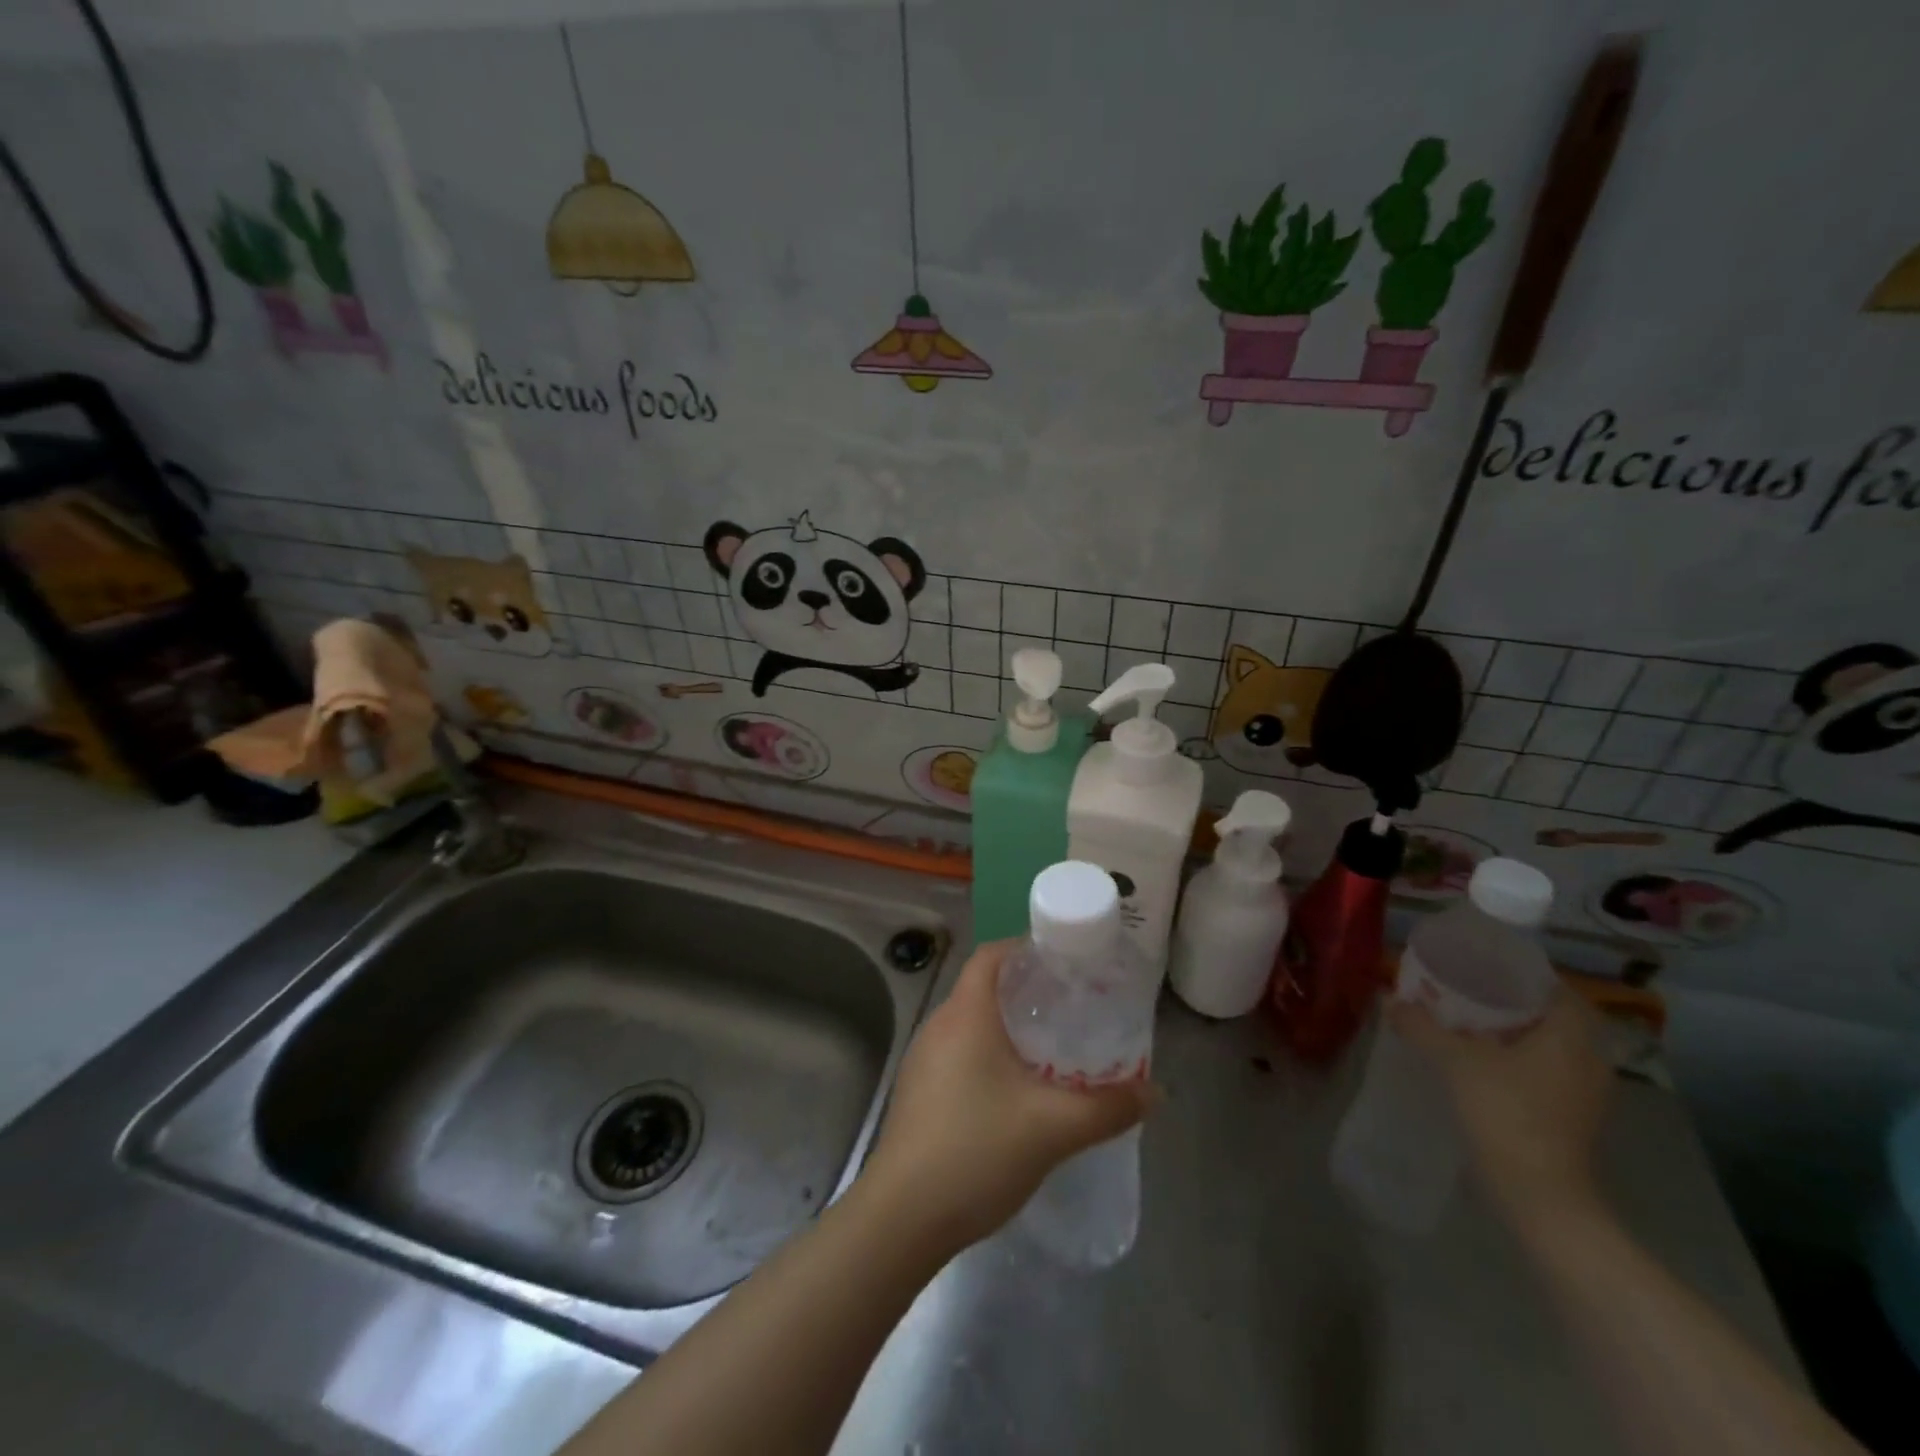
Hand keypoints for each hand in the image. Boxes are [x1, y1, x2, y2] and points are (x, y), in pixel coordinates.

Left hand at [862, 940, 1155, 1254]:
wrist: (902, 1217)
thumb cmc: (976, 1150)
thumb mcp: (1053, 1128)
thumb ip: (1107, 1107)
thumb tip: (1155, 1093)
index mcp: (966, 1013)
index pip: (992, 955)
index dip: (1027, 950)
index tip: (1066, 964)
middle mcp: (939, 1026)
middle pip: (984, 987)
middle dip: (1027, 991)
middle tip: (1072, 1007)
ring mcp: (923, 1060)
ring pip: (971, 1024)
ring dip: (1008, 1027)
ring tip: (1052, 1047)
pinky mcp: (918, 1092)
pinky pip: (959, 1054)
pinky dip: (990, 1055)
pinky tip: (1016, 1091)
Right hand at [1389, 988, 1612, 1233]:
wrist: (1538, 1194)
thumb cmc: (1505, 1112)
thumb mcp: (1454, 1061)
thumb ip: (1423, 1026)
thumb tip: (1391, 1000)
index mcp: (1571, 1037)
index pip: (1558, 991)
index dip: (1524, 977)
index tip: (1486, 969)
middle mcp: (1589, 1061)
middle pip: (1555, 1019)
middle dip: (1515, 1005)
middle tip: (1470, 993)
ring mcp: (1586, 1095)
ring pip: (1553, 1049)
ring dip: (1518, 1036)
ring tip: (1470, 1027)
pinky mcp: (1574, 1120)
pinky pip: (1549, 1074)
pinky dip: (1521, 1063)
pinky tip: (1483, 1066)